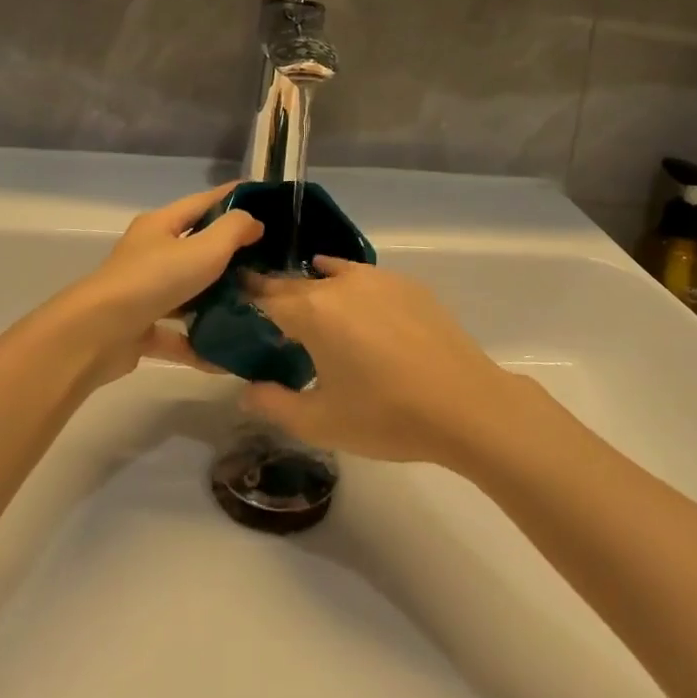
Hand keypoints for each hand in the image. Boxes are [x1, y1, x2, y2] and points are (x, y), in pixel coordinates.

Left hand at [48, 183, 262, 386]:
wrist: (97, 334)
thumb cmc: (154, 280)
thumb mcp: (203, 249)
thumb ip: (233, 230)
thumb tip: (252, 221)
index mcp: (160, 225)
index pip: (202, 202)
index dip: (232, 197)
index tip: (263, 199)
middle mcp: (149, 253)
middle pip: (194, 246)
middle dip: (228, 253)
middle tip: (265, 259)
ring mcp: (141, 292)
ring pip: (185, 292)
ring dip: (214, 300)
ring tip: (251, 306)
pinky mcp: (138, 329)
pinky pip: (176, 334)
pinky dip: (197, 344)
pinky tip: (224, 356)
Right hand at [240, 257, 526, 465]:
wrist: (465, 404)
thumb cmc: (387, 416)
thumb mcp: (321, 422)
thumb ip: (275, 404)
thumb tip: (245, 390)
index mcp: (312, 312)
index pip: (266, 297)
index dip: (246, 298)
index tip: (232, 297)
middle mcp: (339, 283)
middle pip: (297, 283)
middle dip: (277, 293)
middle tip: (264, 308)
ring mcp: (376, 278)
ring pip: (331, 275)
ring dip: (313, 286)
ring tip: (305, 300)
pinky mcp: (406, 284)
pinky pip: (363, 276)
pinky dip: (346, 282)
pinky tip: (348, 296)